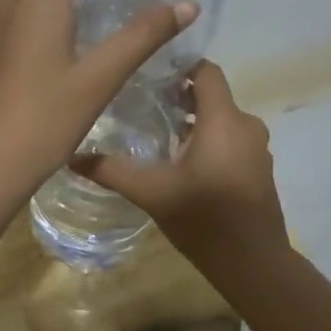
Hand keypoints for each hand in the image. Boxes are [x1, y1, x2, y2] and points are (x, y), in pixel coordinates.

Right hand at [76, 61, 288, 264]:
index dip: (179, 67)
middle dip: (178, 97)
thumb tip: (71, 156)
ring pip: (221, 120)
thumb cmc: (204, 219)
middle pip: (212, 95)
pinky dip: (209, 141)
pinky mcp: (259, 169)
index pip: (206, 71)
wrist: (253, 263)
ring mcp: (257, 148)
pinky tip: (182, 163)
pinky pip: (231, 140)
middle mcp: (246, 125)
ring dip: (193, 122)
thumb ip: (111, 171)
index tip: (147, 76)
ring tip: (156, 135)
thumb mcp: (151, 193)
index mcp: (223, 120)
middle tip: (142, 106)